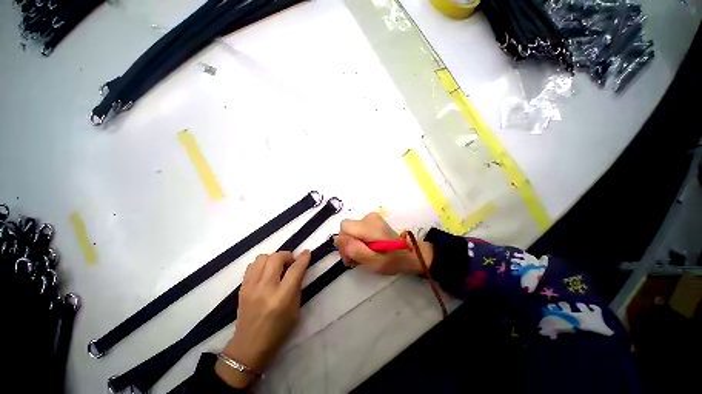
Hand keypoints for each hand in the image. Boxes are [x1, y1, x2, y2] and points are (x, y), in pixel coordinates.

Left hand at [216, 251, 310, 387]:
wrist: (249, 346)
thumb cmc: (278, 331)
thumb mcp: (295, 309)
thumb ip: (297, 286)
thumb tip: (299, 267)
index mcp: (282, 297)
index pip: (295, 270)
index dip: (303, 258)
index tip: (306, 252)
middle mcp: (265, 289)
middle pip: (276, 258)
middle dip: (287, 255)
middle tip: (291, 262)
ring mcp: (251, 287)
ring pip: (262, 257)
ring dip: (273, 258)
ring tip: (277, 266)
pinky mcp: (242, 288)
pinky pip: (252, 265)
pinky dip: (262, 264)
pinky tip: (266, 272)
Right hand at [334, 212, 433, 275]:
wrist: (410, 254)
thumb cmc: (393, 260)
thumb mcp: (373, 261)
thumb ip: (354, 250)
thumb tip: (338, 239)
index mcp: (369, 226)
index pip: (344, 227)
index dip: (344, 242)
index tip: (350, 256)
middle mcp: (369, 217)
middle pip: (346, 228)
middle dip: (347, 244)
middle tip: (354, 260)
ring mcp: (371, 218)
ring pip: (351, 230)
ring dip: (352, 243)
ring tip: (361, 256)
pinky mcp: (373, 221)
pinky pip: (357, 229)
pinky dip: (358, 240)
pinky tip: (365, 249)